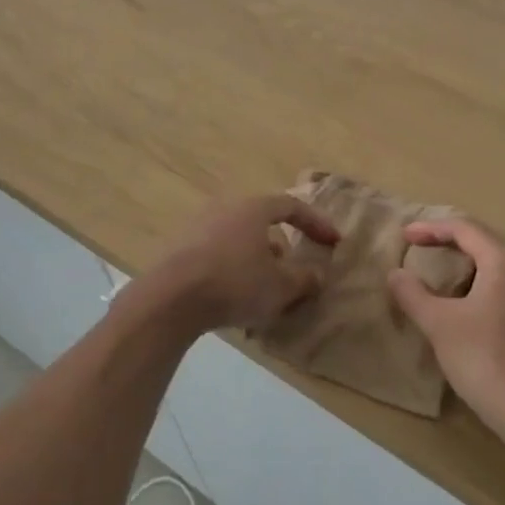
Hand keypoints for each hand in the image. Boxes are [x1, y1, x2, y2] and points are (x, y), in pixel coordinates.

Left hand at [123, 194, 339, 336]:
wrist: (171, 298)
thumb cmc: (235, 283)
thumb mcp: (280, 287)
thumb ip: (305, 279)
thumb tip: (319, 274)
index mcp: (253, 208)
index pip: (292, 206)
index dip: (316, 223)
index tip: (333, 242)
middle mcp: (225, 208)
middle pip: (262, 222)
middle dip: (283, 246)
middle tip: (294, 271)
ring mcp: (199, 226)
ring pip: (239, 239)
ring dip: (257, 260)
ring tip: (265, 289)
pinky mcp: (180, 248)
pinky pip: (218, 253)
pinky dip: (233, 268)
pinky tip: (235, 297)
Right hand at [388, 219, 504, 454]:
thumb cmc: (486, 361)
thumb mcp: (439, 325)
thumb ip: (413, 294)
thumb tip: (396, 274)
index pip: (465, 229)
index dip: (432, 228)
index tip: (406, 236)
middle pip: (486, 245)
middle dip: (451, 246)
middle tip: (422, 252)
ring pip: (501, 270)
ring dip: (470, 270)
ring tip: (443, 281)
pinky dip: (487, 290)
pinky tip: (471, 311)